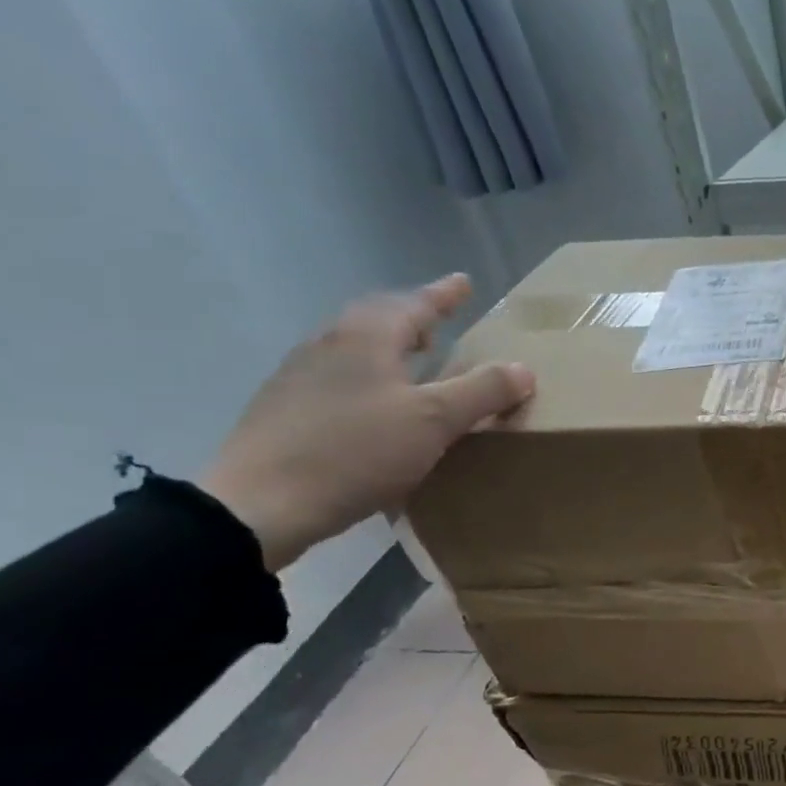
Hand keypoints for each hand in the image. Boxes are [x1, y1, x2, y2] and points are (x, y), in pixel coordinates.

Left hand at [201, 274, 532, 571]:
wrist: (262, 504)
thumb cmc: (357, 451)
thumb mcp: (435, 421)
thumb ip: (482, 391)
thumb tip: (523, 369)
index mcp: (365, 338)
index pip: (412, 304)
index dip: (443, 295)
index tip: (464, 282)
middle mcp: (328, 346)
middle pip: (375, 320)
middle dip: (412, 318)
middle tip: (440, 324)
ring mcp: (300, 378)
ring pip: (355, 349)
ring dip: (390, 349)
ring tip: (416, 364)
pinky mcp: (287, 411)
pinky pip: (340, 378)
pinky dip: (371, 379)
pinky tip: (380, 407)